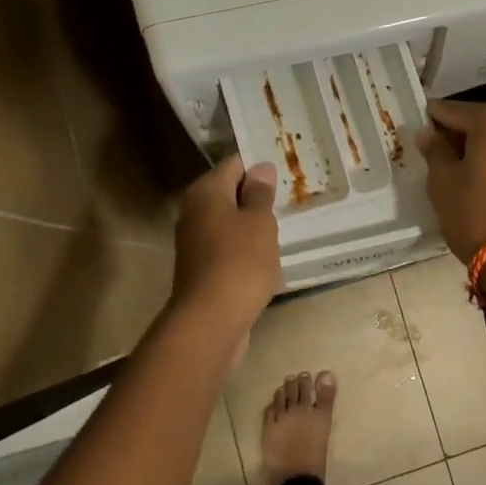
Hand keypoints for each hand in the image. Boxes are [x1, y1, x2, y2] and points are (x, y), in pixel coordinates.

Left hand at [170, 156, 281, 341]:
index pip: (234, 164)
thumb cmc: (240, 262)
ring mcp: (195, 241)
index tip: (286, 169)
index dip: (259, 165)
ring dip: (252, 221)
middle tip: (291, 194)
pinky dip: (245, 245)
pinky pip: (228, 245)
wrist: (211, 321)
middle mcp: (194, 211)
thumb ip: (260, 193)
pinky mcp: (202, 267)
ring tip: (284, 222)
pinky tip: (267, 252)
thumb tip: (260, 168)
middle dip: (257, 193)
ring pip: (229, 220)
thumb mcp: (259, 222)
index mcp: (206, 192)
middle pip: (229, 192)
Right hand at [415, 101, 485, 263]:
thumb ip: (434, 150)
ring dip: (481, 150)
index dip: (431, 121)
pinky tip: (485, 183)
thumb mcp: (442, 181)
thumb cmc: (475, 213)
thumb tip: (427, 133)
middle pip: (480, 123)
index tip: (418, 133)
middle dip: (459, 136)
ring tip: (461, 173)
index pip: (452, 111)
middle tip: (437, 156)